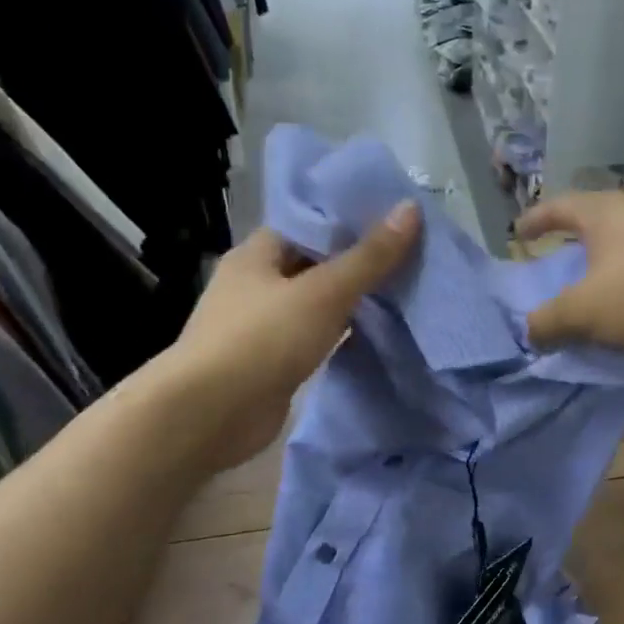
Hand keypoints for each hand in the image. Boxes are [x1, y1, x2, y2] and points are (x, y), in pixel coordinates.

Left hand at [169, 201, 421, 466]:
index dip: (350, 217)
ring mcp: (264, 325)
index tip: (395, 216)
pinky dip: (344, 332)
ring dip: (354, 298)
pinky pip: (317, 336)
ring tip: (407, 287)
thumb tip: (410, 207)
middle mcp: (257, 284)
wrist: (210, 415)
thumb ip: (369, 256)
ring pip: (319, 302)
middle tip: (413, 251)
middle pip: (316, 262)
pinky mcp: (274, 361)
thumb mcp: (324, 292)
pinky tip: (380, 329)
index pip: (308, 222)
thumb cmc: (262, 340)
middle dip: (359, 259)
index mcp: (257, 254)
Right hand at [517, 193, 623, 350]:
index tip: (517, 234)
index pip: (556, 207)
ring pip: (621, 251)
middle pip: (591, 225)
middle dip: (569, 246)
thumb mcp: (585, 310)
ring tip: (586, 299)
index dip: (534, 220)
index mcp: (600, 214)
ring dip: (601, 272)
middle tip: (551, 268)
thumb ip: (550, 322)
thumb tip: (530, 331)